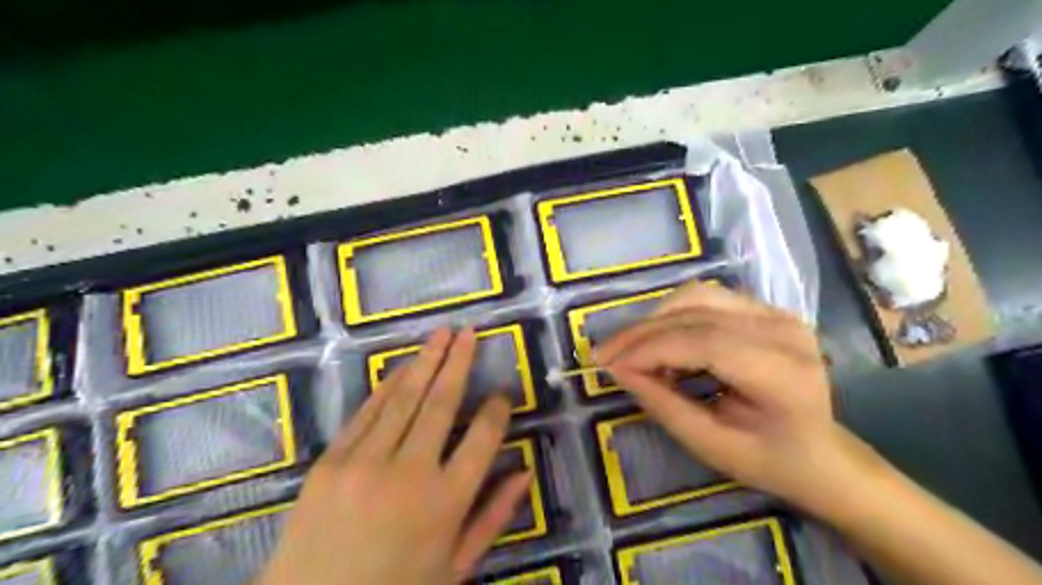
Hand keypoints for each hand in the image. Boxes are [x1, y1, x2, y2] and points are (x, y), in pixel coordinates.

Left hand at [257, 329, 530, 583]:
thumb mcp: (455, 566)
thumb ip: (493, 517)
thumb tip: (525, 472)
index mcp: (446, 503)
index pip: (483, 439)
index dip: (497, 411)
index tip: (503, 396)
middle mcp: (409, 474)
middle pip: (441, 404)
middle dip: (459, 363)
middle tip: (469, 332)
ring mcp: (364, 463)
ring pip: (403, 399)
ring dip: (425, 361)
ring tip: (441, 333)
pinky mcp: (329, 462)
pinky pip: (366, 413)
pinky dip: (388, 387)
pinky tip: (403, 367)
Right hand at [599, 283, 871, 515]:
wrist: (822, 452)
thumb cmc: (769, 459)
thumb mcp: (710, 445)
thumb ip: (663, 404)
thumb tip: (619, 370)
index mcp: (782, 373)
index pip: (704, 342)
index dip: (650, 348)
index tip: (609, 364)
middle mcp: (784, 331)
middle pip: (697, 314)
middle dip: (642, 333)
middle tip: (605, 354)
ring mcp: (777, 313)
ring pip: (697, 296)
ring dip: (655, 318)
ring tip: (630, 347)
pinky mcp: (766, 309)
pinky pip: (707, 299)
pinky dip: (674, 314)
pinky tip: (659, 337)